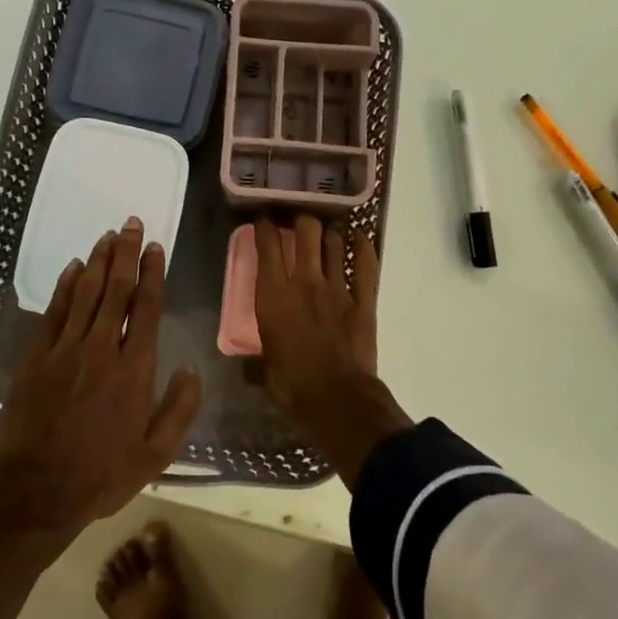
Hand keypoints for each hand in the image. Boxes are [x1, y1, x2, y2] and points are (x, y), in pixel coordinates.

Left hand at [0, 219, 200, 534]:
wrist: (35, 493)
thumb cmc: (102, 475)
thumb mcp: (156, 454)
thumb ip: (179, 408)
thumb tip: (192, 367)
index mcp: (134, 370)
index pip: (146, 309)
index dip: (153, 274)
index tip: (156, 247)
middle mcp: (101, 350)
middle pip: (116, 291)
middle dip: (126, 254)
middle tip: (131, 224)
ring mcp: (65, 351)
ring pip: (85, 294)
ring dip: (99, 262)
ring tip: (108, 235)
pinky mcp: (36, 358)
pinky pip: (54, 313)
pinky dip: (65, 287)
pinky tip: (74, 267)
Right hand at [254, 214, 377, 410]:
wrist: (337, 400)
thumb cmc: (292, 387)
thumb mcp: (264, 368)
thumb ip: (259, 354)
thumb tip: (251, 362)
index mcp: (272, 295)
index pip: (267, 245)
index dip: (265, 226)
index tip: (264, 218)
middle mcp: (304, 281)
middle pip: (305, 231)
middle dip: (301, 219)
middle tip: (298, 221)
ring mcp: (337, 287)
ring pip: (333, 242)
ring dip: (329, 233)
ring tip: (325, 230)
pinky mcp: (363, 299)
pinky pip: (365, 263)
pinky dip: (363, 246)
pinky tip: (359, 237)